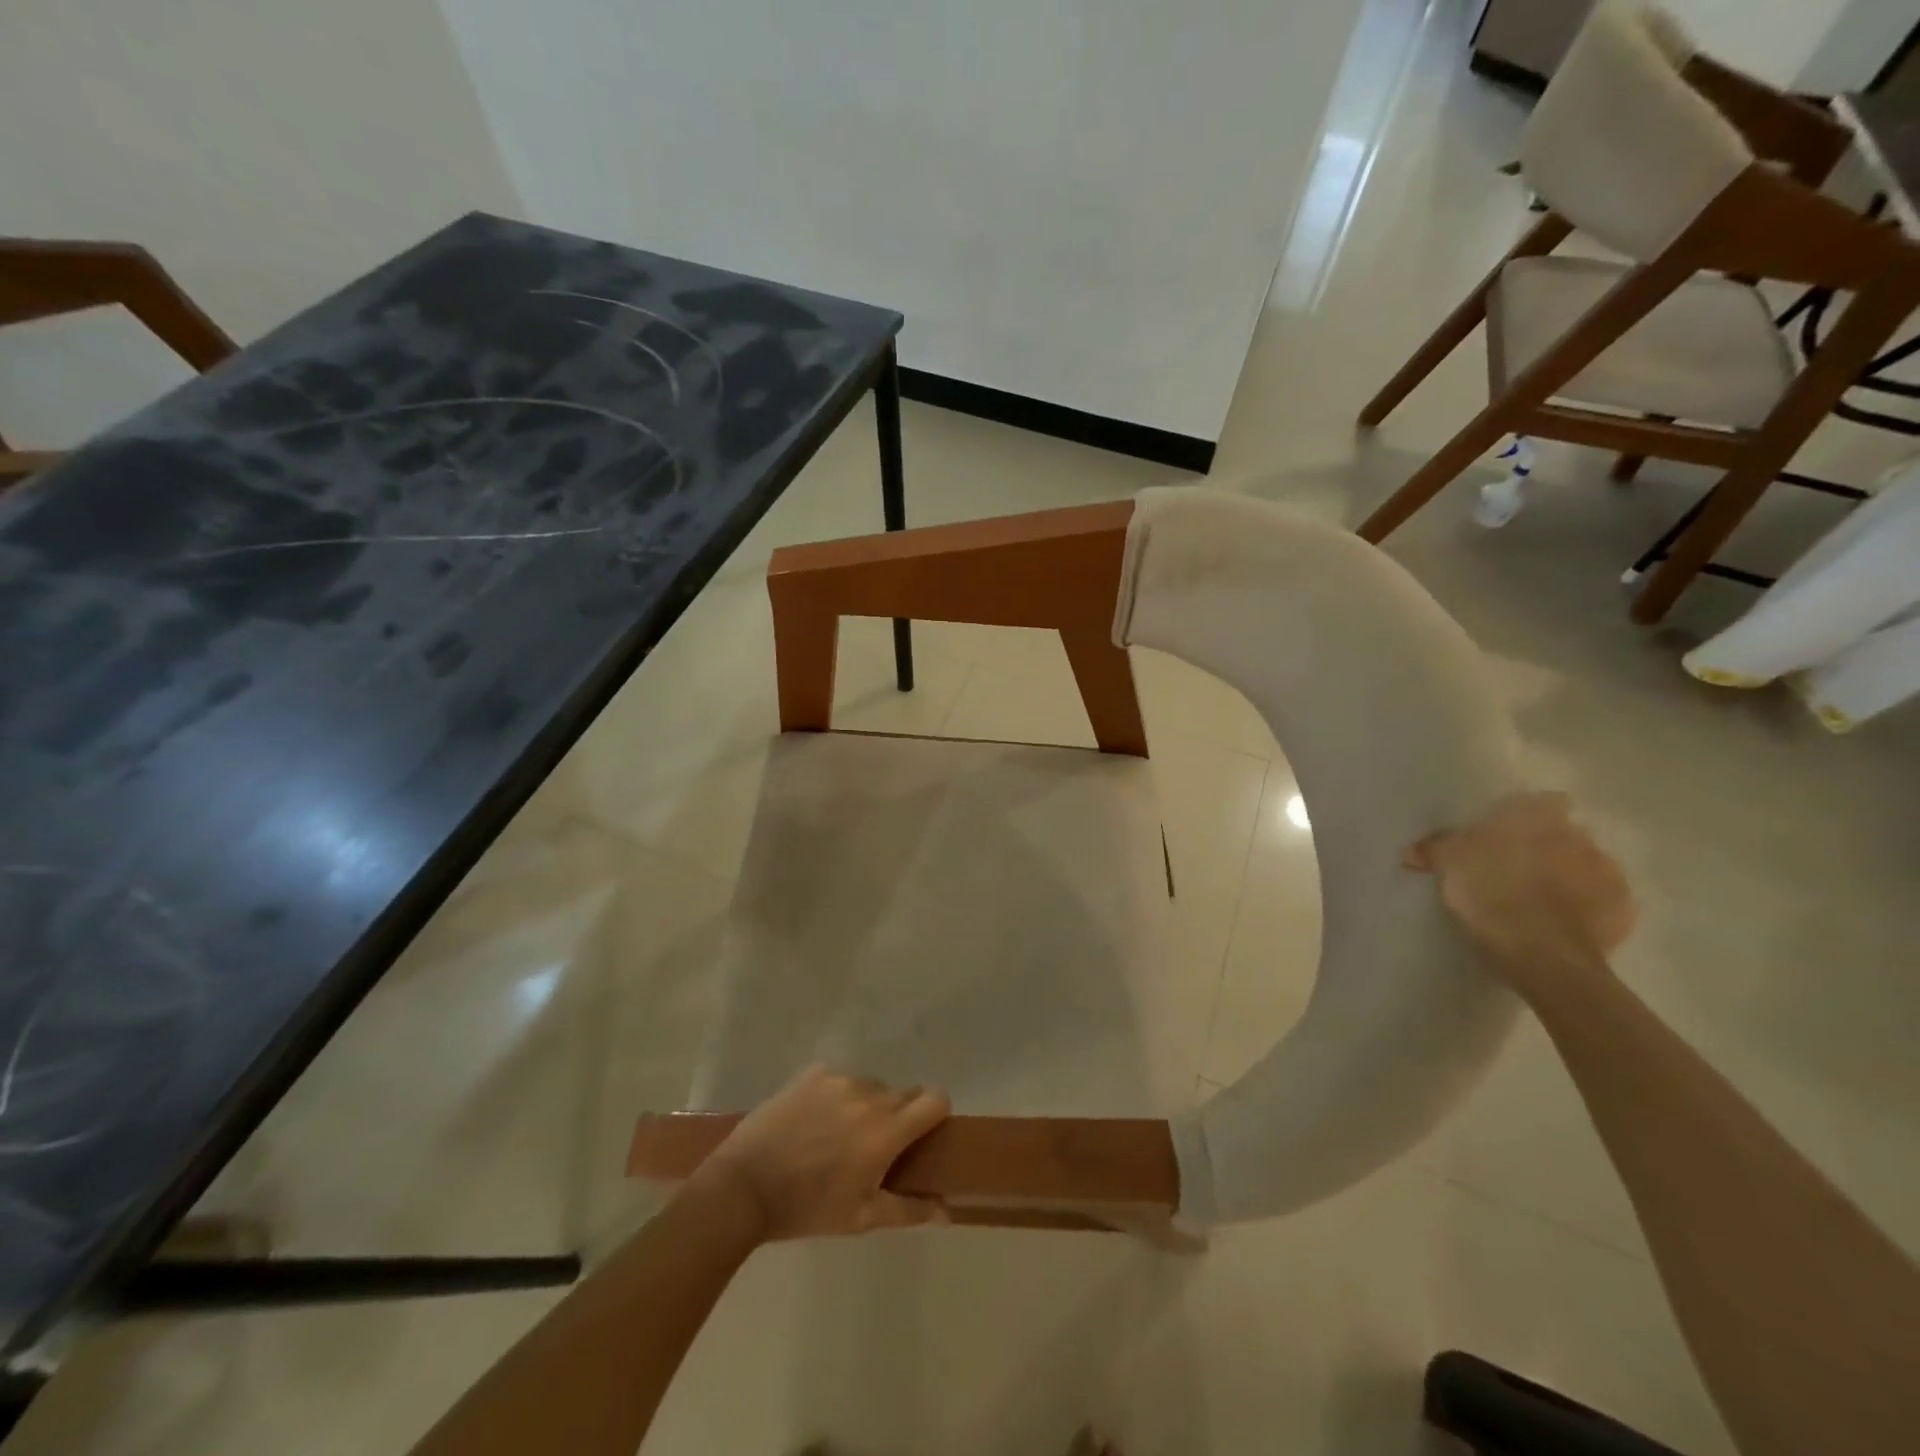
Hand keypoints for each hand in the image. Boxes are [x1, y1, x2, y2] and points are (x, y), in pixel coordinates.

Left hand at [697, 1066, 950, 1239]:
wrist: (744, 1187)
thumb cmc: (808, 1208)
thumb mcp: (861, 1218)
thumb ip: (909, 1210)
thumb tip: (947, 1209)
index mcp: (886, 1130)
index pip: (935, 1098)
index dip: (936, 1114)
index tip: (923, 1135)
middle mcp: (869, 1095)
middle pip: (904, 1093)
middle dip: (899, 1115)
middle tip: (875, 1145)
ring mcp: (839, 1078)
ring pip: (871, 1085)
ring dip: (866, 1105)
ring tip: (838, 1135)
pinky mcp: (813, 1072)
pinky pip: (840, 1078)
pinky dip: (837, 1095)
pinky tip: (814, 1120)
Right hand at [1403, 792, 1634, 999]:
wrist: (1544, 956)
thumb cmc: (1491, 894)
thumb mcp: (1448, 865)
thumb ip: (1433, 848)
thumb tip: (1411, 851)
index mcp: (1541, 817)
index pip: (1543, 802)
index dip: (1526, 817)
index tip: (1506, 837)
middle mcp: (1582, 836)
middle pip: (1565, 833)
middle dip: (1548, 847)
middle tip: (1517, 868)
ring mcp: (1609, 874)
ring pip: (1586, 866)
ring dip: (1568, 876)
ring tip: (1539, 900)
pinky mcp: (1624, 911)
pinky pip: (1601, 901)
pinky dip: (1584, 908)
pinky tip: (1560, 923)